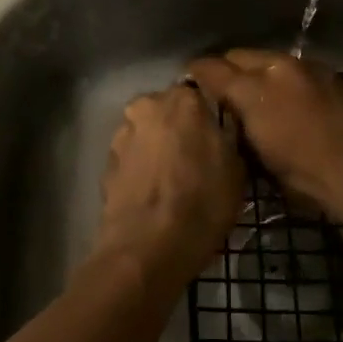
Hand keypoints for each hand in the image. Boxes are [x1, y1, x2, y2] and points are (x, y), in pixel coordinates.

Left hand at [89, 83, 243, 294]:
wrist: (147, 248)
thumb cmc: (202, 203)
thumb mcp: (237, 169)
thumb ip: (228, 137)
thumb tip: (224, 128)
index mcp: (183, 99)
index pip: (200, 93)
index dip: (209, 116)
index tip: (218, 136)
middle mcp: (147, 105)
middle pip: (169, 110)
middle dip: (181, 128)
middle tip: (198, 158)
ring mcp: (122, 133)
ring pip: (148, 133)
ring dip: (159, 147)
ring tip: (174, 180)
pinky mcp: (106, 162)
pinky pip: (133, 157)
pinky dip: (142, 168)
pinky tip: (154, 193)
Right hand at [186, 50, 342, 224]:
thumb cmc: (305, 176)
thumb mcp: (257, 157)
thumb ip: (235, 125)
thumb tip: (225, 114)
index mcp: (254, 86)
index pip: (211, 68)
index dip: (196, 77)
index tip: (191, 90)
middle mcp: (278, 66)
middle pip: (237, 56)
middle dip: (225, 71)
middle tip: (221, 97)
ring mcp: (307, 68)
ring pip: (267, 60)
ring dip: (256, 73)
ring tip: (255, 99)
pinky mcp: (331, 76)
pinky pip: (294, 69)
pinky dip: (283, 79)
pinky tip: (288, 103)